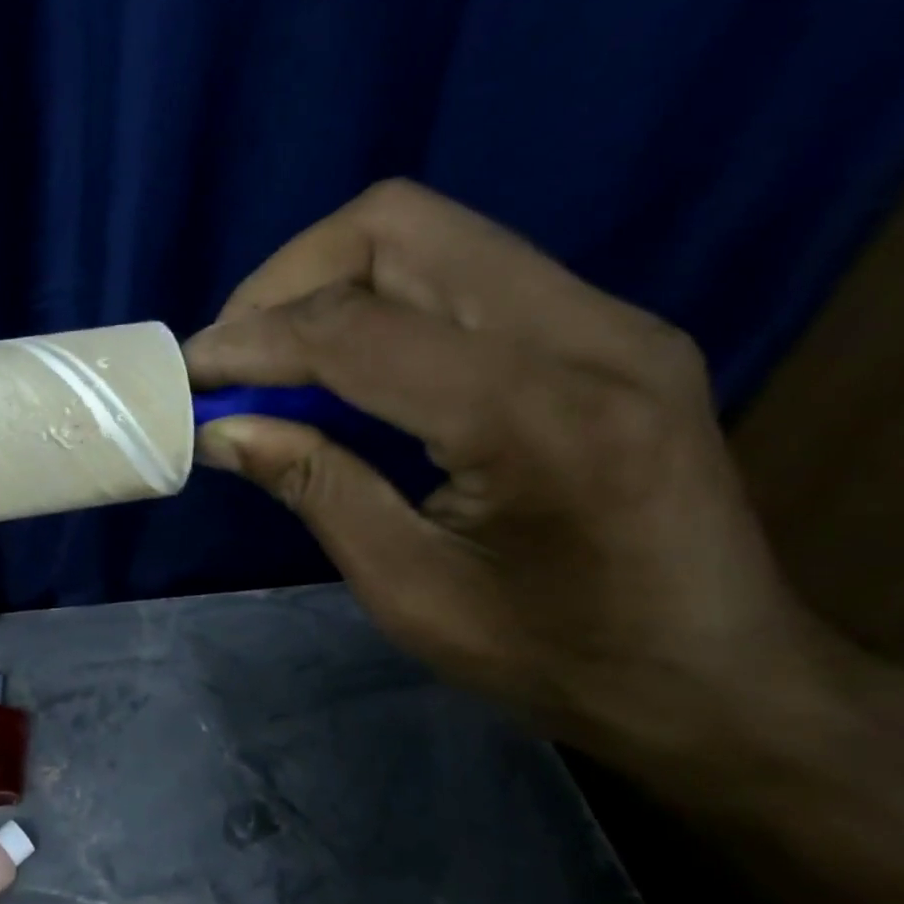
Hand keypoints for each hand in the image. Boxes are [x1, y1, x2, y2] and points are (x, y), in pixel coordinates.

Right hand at [185, 181, 821, 781]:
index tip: (185, 375)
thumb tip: (219, 428)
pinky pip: (456, 269)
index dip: (250, 341)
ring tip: (273, 359)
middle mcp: (586, 334)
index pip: (356, 328)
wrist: (718, 676)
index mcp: (539, 419)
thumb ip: (312, 486)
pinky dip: (372, 299)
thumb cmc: (554, 656)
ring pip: (425, 232)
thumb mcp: (407, 588)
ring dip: (324, 282)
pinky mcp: (599, 325)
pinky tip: (341, 365)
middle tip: (232, 358)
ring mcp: (604, 317)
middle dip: (284, 282)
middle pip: (396, 227)